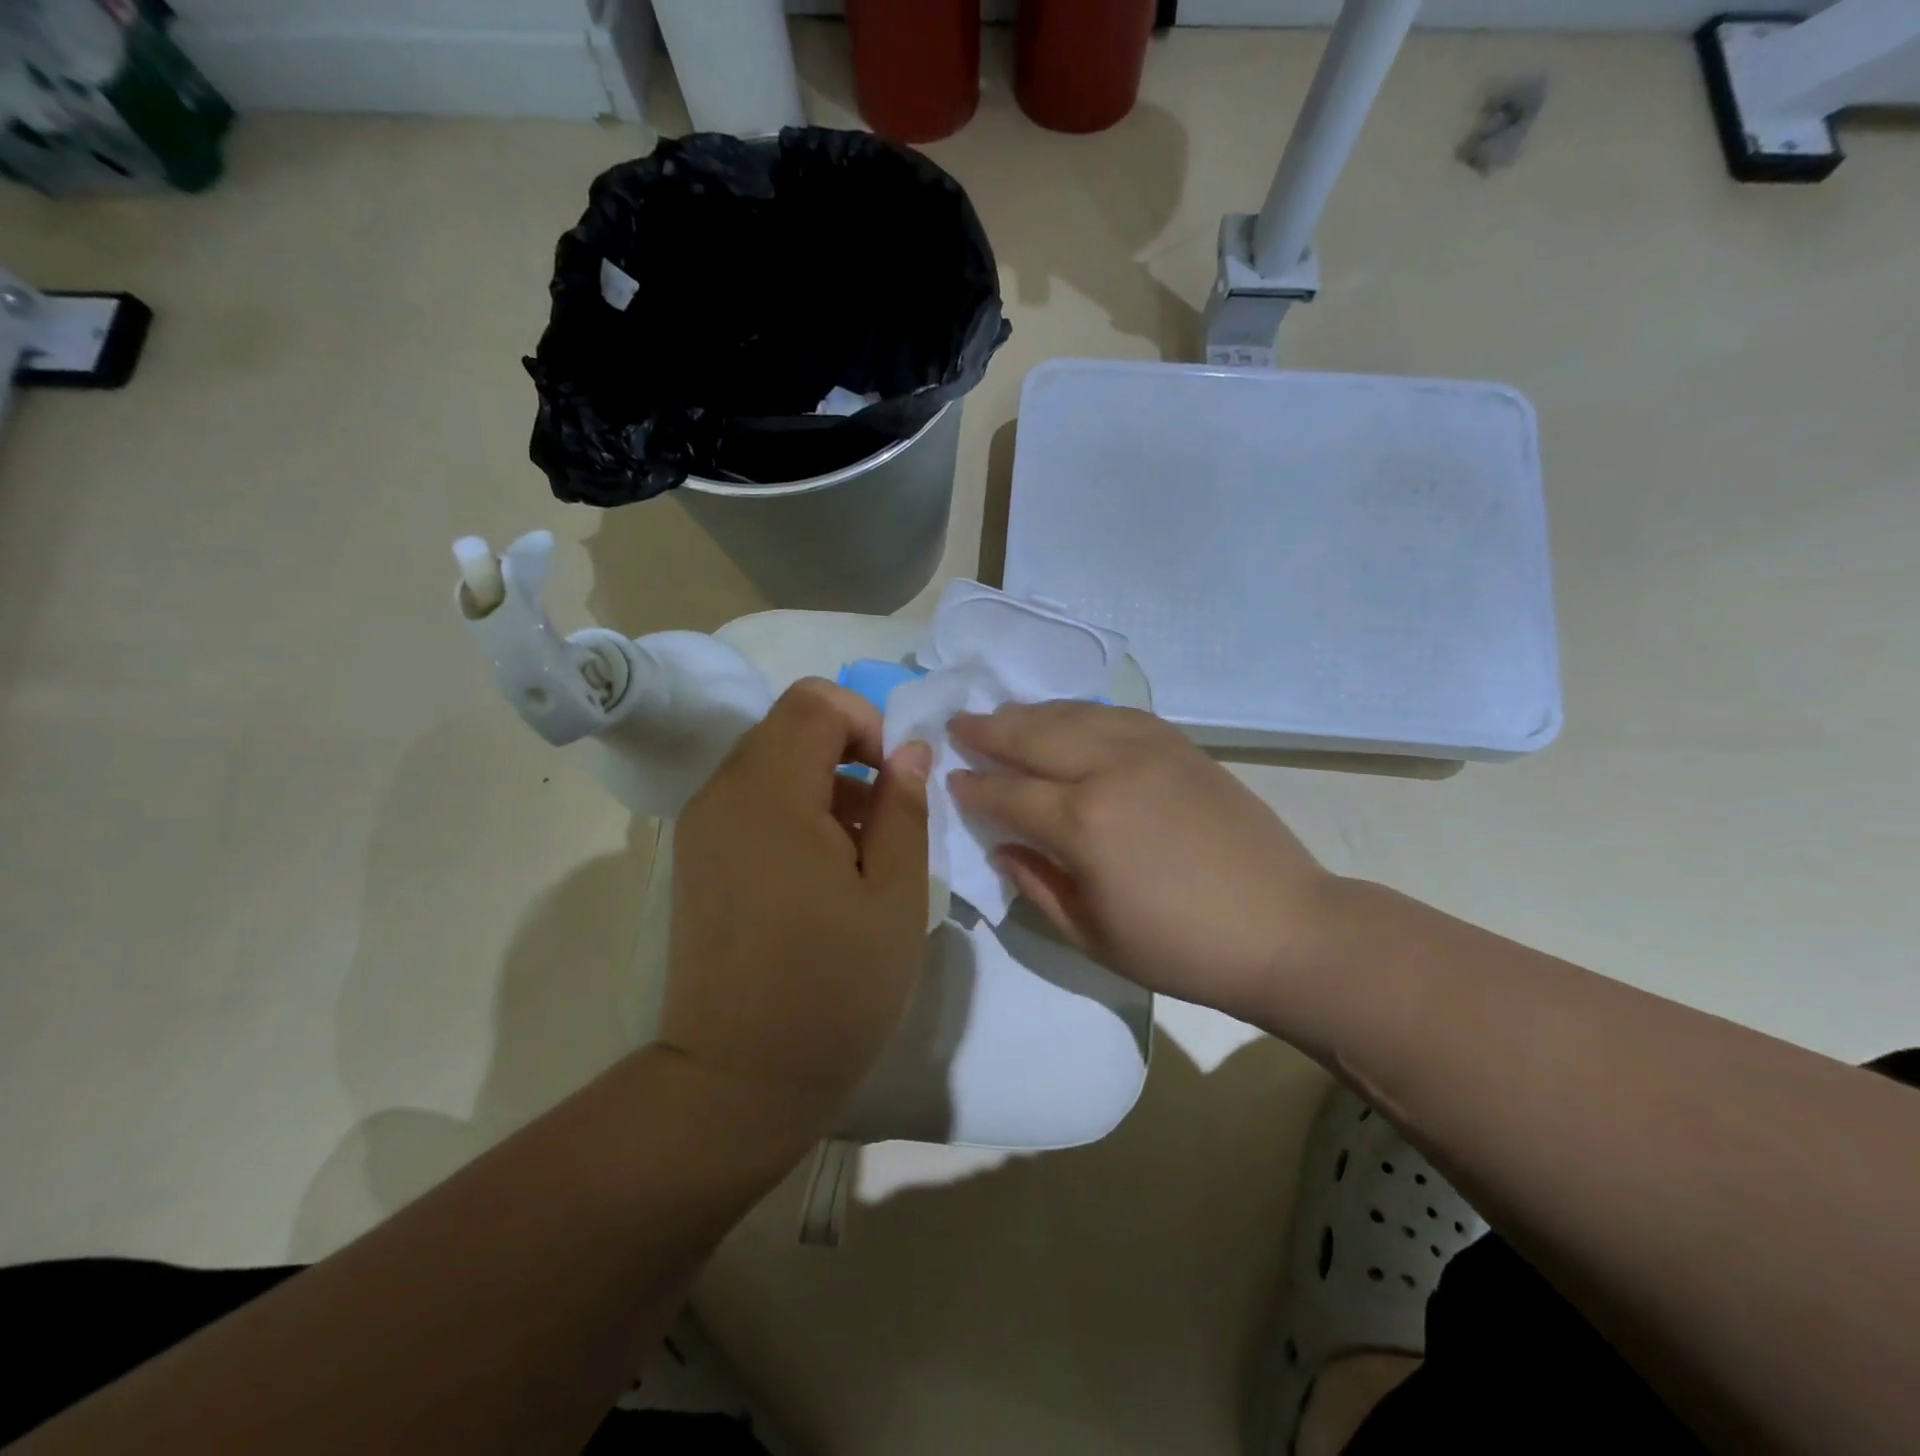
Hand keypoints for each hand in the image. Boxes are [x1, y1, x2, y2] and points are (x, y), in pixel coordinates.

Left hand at [660, 678, 930, 1124]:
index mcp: (770, 793)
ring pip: (770, 761)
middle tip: (885, 818)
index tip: (895, 781)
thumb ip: (904, 807)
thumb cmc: (833, 987)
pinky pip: (750, 800)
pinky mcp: (697, 857)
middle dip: (847, 751)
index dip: (867, 723)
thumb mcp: (895, 895)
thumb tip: (910, 750)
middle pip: (789, 725)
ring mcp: (701, 826)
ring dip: (823, 782)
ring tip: (859, 852)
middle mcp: (722, 793)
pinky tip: (821, 872)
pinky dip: (793, 808)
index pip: (815, 701)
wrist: (738, 1080)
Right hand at [949, 702, 1339, 1027]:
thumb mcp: (1091, 935)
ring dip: (1031, 713)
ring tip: (1003, 714)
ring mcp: (1149, 749)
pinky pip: (1117, 714)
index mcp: (1083, 823)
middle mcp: (1109, 770)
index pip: (1008, 793)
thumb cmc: (1180, 949)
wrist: (1282, 929)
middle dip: (989, 730)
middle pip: (1033, 735)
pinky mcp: (1181, 745)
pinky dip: (1082, 711)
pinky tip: (1069, 717)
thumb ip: (1037, 884)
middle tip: (959, 724)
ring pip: (1074, 714)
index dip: (974, 787)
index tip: (950, 779)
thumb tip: (1003, 846)